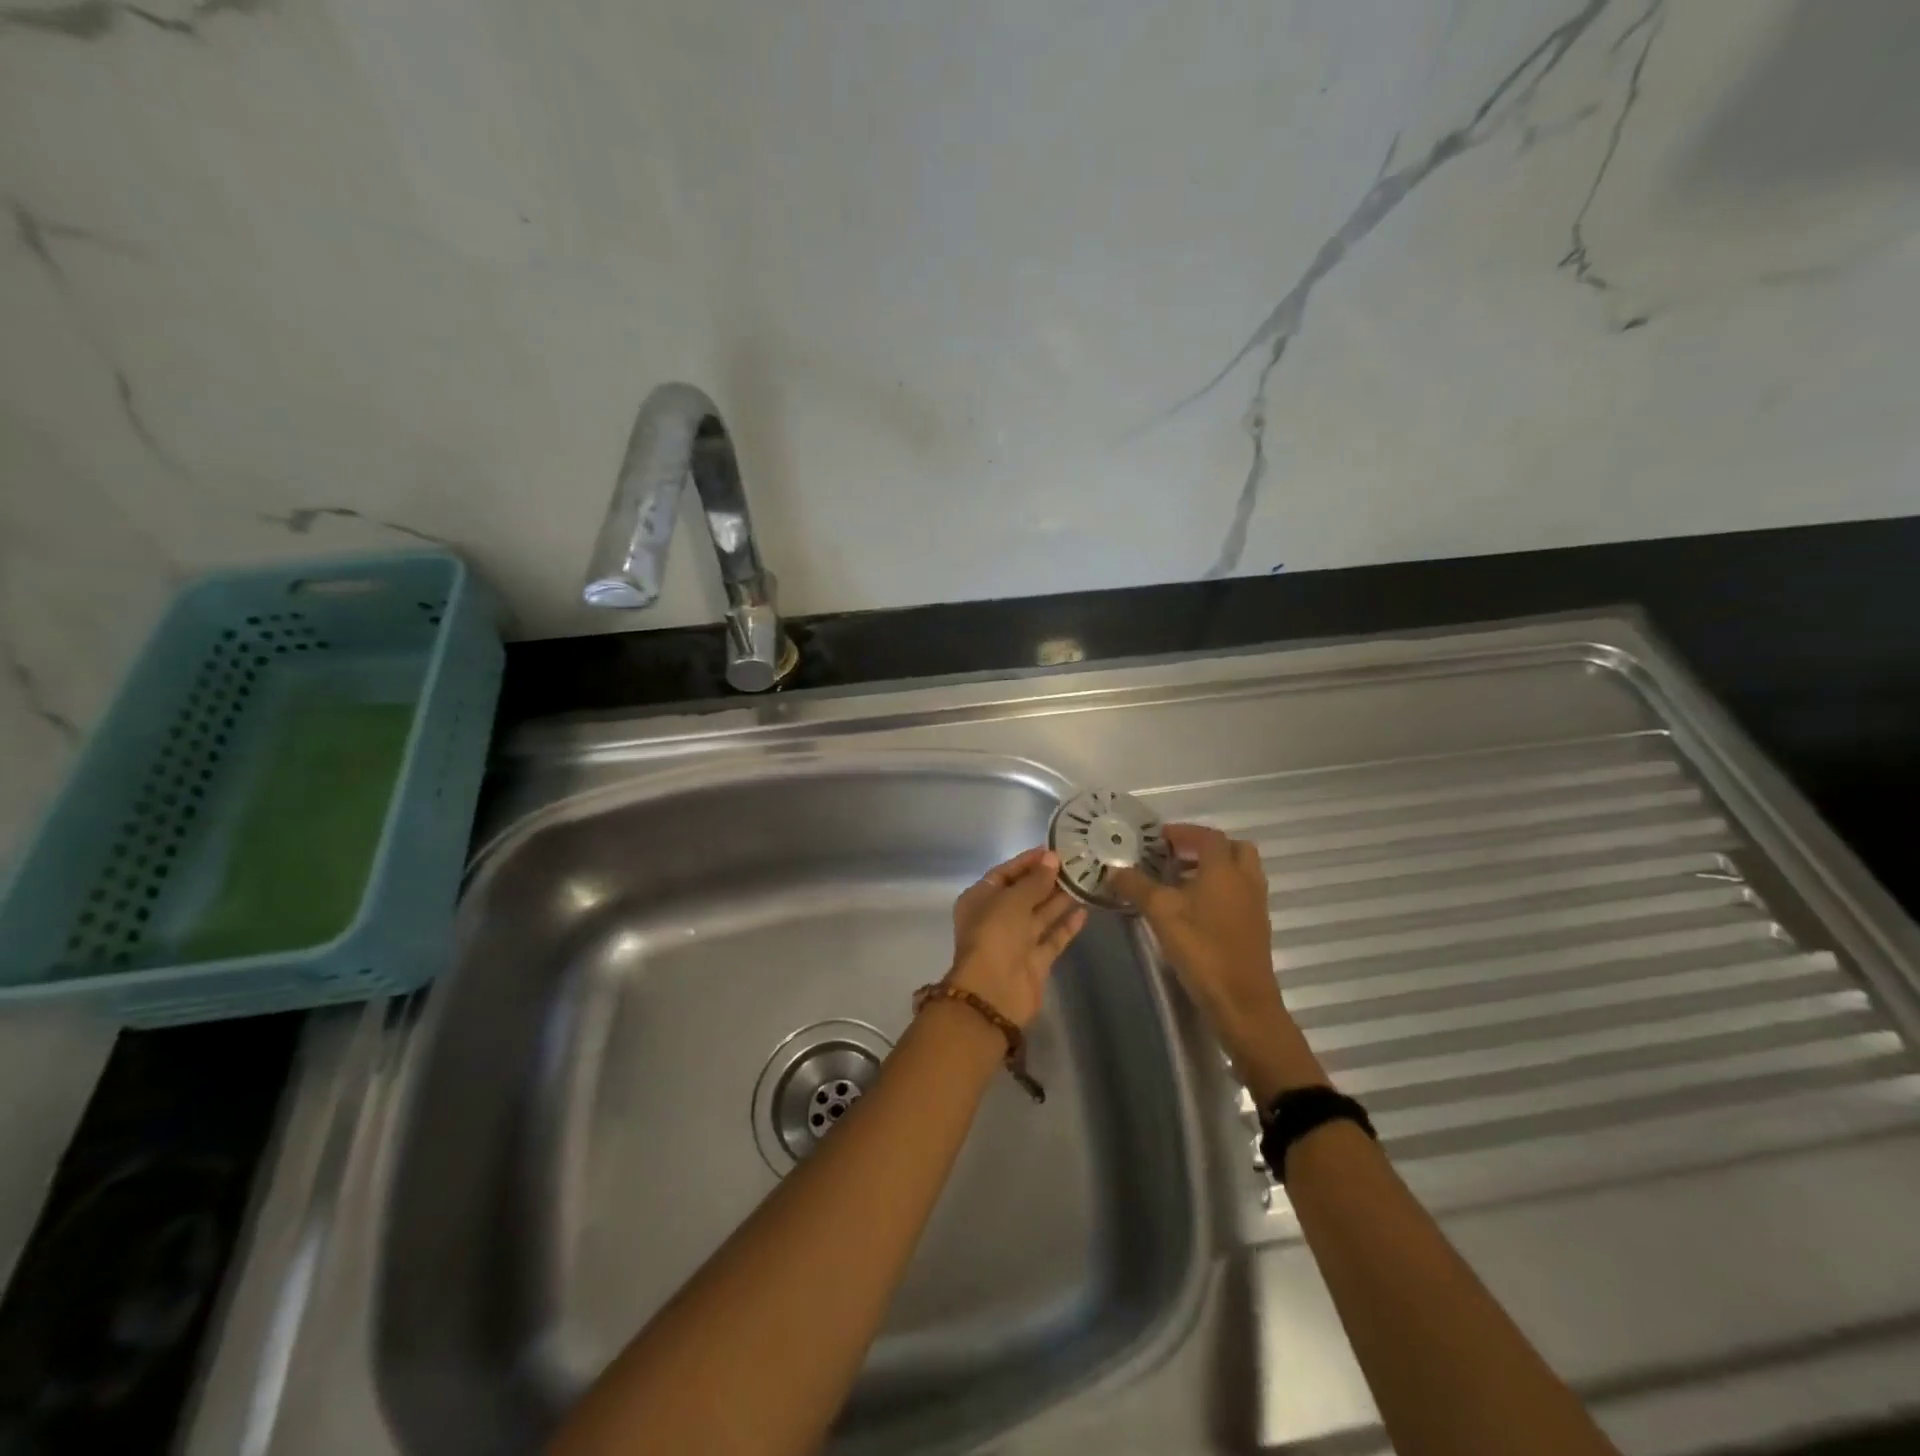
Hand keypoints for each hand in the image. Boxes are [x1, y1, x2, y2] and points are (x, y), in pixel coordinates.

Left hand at [946, 847, 1086, 1027]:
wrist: (994, 992)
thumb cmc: (995, 935)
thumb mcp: (1013, 900)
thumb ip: (1034, 881)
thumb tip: (1052, 859)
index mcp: (980, 900)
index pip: (1004, 874)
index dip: (1027, 862)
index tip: (1052, 850)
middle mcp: (996, 919)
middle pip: (1024, 894)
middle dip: (1046, 879)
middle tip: (1075, 864)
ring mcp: (1016, 942)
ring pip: (1040, 915)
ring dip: (1059, 900)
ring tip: (1084, 881)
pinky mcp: (1034, 962)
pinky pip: (1052, 938)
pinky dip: (1066, 925)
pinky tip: (1084, 911)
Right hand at [1111, 824, 1297, 1078]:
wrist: (1241, 1001)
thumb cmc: (1201, 949)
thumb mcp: (1160, 913)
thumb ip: (1136, 886)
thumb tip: (1112, 870)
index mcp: (1224, 870)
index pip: (1208, 836)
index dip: (1183, 832)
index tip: (1157, 839)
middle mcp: (1245, 880)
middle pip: (1232, 848)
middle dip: (1204, 847)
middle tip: (1175, 856)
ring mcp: (1255, 904)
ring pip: (1239, 872)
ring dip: (1213, 869)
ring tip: (1179, 881)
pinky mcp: (1256, 926)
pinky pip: (1240, 893)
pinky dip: (1220, 889)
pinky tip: (1193, 909)